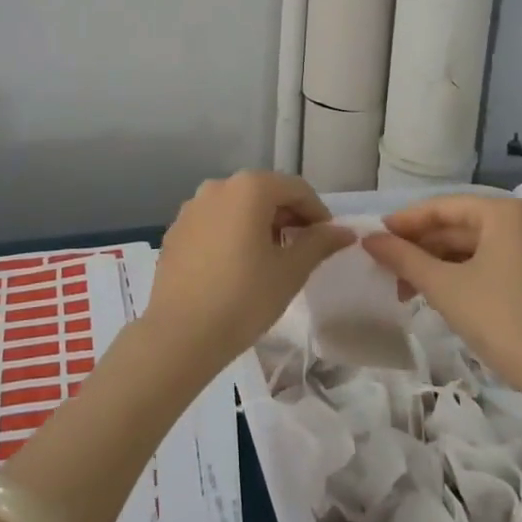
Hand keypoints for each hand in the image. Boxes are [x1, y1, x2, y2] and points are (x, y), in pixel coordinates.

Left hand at [143, 171, 351, 375]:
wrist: (180, 334)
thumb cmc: (244, 298)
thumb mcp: (290, 271)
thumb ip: (319, 243)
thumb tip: (345, 231)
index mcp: (249, 188)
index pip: (296, 188)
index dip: (317, 212)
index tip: (327, 241)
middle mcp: (217, 186)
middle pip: (264, 192)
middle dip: (288, 216)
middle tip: (302, 250)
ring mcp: (192, 207)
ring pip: (237, 206)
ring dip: (259, 224)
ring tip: (270, 259)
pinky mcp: (176, 230)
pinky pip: (214, 222)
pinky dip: (232, 233)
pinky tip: (236, 266)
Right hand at [362, 194, 521, 434]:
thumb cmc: (499, 319)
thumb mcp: (444, 286)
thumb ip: (403, 258)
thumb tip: (368, 239)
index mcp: (503, 213)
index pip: (442, 207)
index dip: (405, 222)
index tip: (374, 237)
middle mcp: (521, 221)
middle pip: (456, 226)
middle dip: (419, 248)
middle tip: (385, 267)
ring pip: (470, 246)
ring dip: (435, 264)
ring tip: (404, 288)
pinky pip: (486, 261)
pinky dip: (458, 273)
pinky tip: (433, 292)